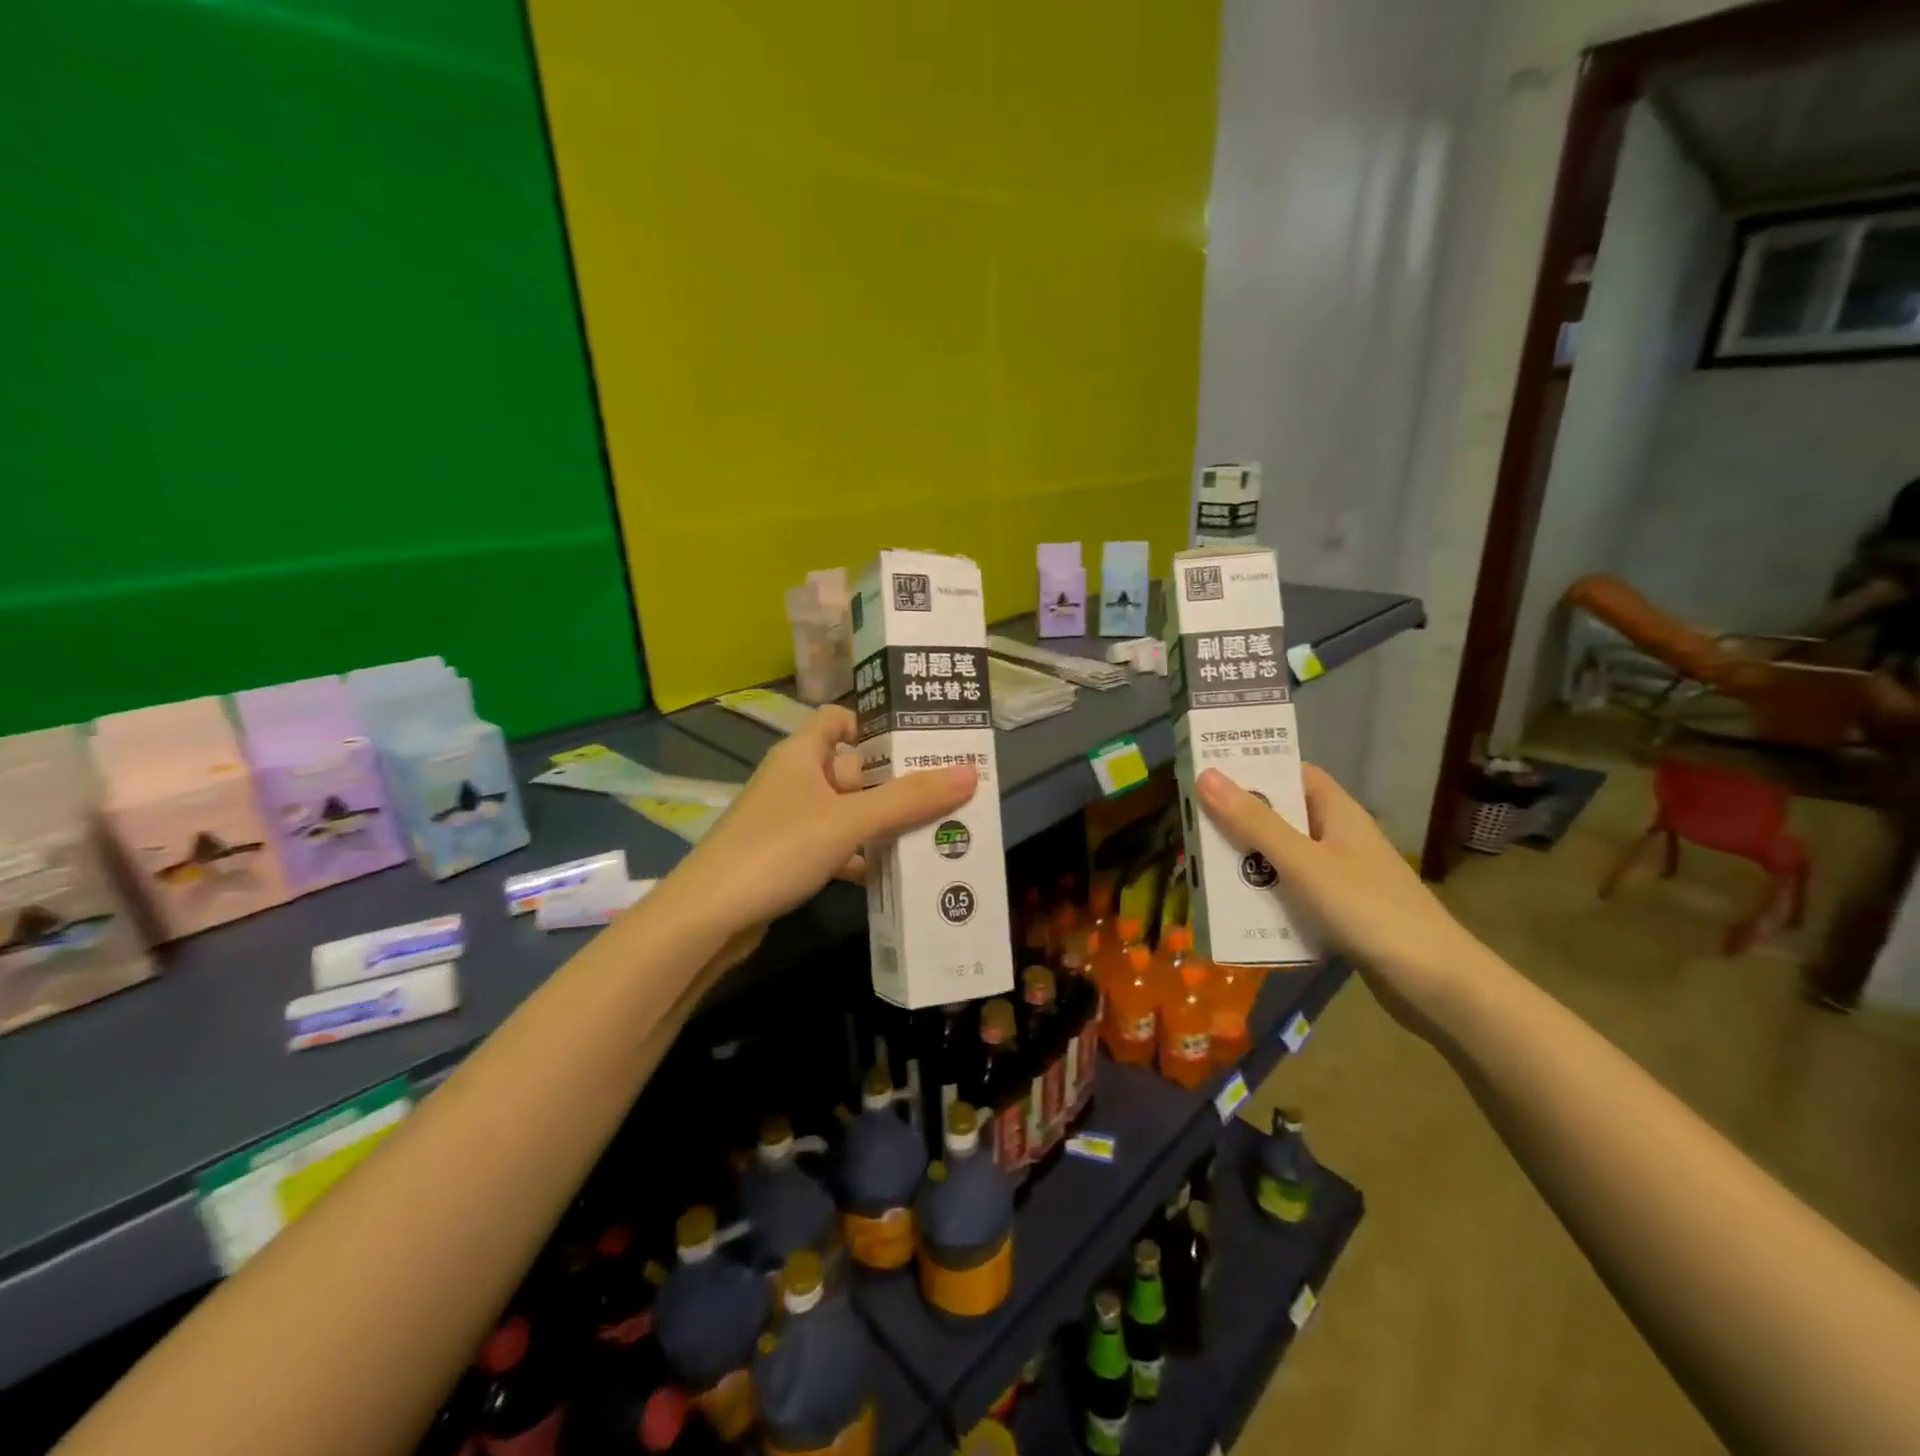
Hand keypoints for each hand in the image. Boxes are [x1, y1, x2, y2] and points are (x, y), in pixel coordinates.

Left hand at [668, 706, 977, 938]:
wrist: (707, 919)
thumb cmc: (776, 851)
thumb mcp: (848, 822)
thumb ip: (907, 799)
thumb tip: (970, 773)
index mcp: (801, 755)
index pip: (839, 719)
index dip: (875, 725)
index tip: (918, 741)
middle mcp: (794, 780)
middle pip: (853, 769)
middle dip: (896, 782)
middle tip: (949, 792)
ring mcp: (789, 821)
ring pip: (847, 811)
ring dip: (883, 822)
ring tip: (935, 832)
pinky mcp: (787, 857)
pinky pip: (835, 845)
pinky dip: (861, 855)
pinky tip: (892, 873)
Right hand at [1196, 763, 1486, 1032]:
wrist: (1435, 984)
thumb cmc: (1367, 910)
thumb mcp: (1302, 863)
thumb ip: (1254, 822)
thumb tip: (1207, 775)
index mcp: (1337, 812)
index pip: (1292, 773)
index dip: (1254, 768)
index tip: (1208, 772)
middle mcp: (1339, 837)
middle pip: (1281, 815)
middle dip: (1239, 819)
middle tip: (1191, 823)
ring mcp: (1341, 875)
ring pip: (1283, 856)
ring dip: (1248, 861)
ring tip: (1201, 866)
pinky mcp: (1340, 910)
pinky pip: (1292, 891)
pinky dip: (1266, 894)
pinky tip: (1238, 908)